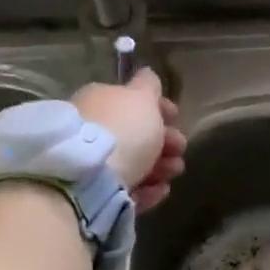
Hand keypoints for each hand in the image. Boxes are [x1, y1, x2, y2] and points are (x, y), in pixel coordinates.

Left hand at [72, 69, 186, 210]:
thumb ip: (149, 85)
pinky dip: (147, 189)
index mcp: (99, 100)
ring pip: (133, 162)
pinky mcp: (94, 195)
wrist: (89, 179)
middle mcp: (91, 129)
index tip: (177, 117)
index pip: (131, 100)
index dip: (158, 107)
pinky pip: (126, 189)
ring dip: (160, 166)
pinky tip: (161, 190)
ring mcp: (91, 164)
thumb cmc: (122, 128)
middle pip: (135, 134)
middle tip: (180, 148)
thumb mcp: (142, 97)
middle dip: (164, 140)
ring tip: (174, 172)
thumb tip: (147, 74)